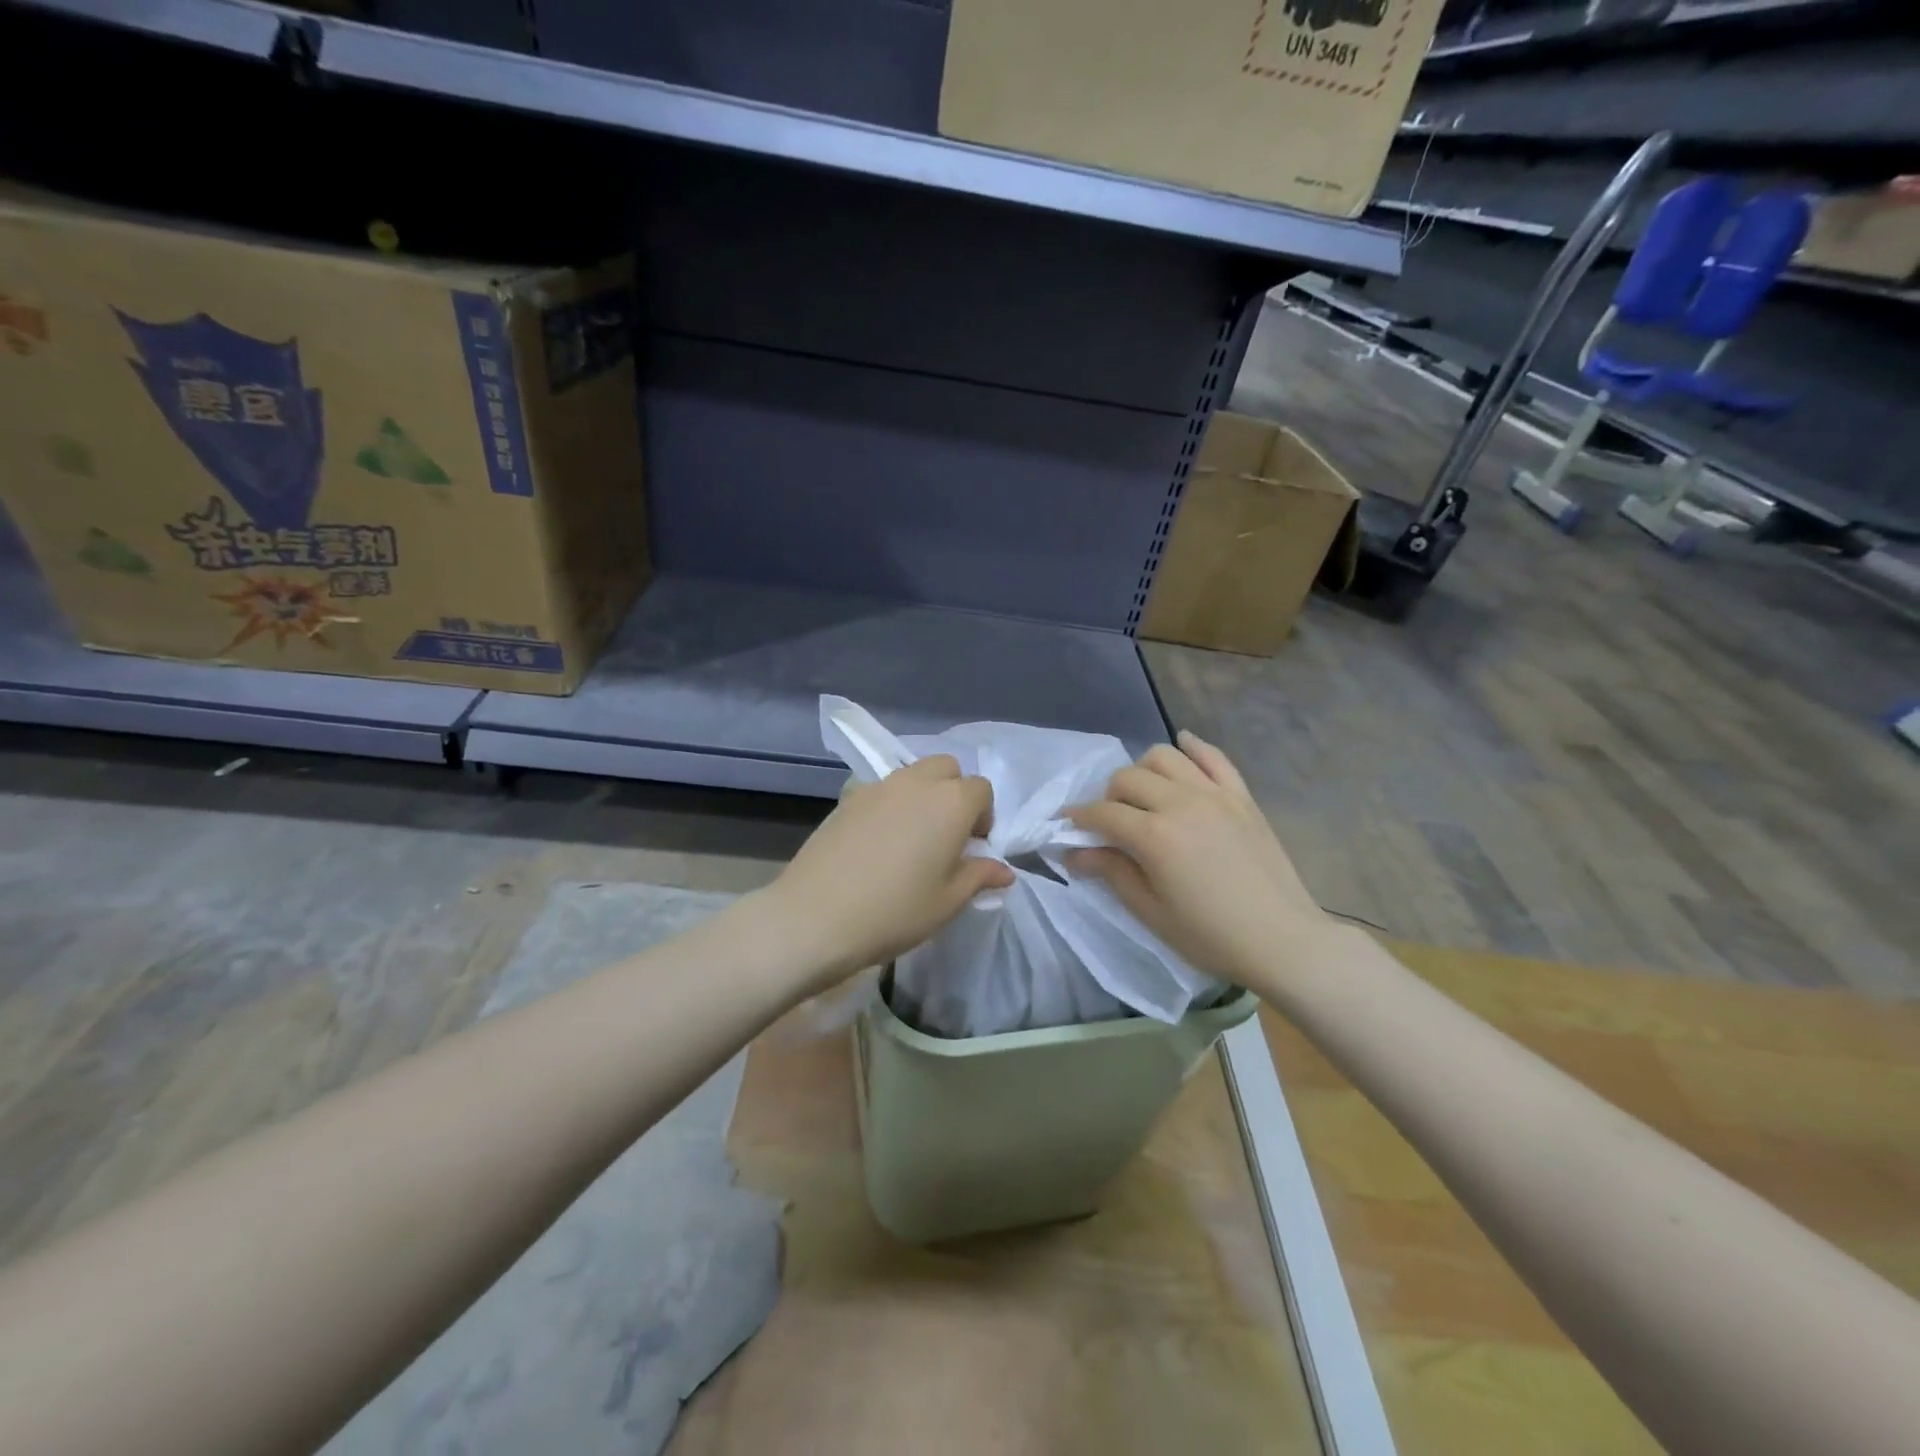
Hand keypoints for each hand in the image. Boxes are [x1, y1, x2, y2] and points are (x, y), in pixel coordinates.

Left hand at [761, 755, 1013, 990]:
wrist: (816, 916)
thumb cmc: (895, 911)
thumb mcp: (948, 901)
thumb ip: (978, 877)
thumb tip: (1002, 870)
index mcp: (951, 802)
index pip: (981, 789)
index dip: (984, 816)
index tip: (973, 848)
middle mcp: (917, 782)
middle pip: (947, 769)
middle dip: (954, 792)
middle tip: (946, 835)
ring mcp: (878, 786)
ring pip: (912, 774)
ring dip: (923, 795)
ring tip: (912, 838)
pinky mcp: (847, 798)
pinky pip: (881, 790)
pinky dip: (891, 804)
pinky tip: (878, 843)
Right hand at [1067, 732, 1334, 994]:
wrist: (1283, 941)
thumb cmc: (1210, 935)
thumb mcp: (1151, 911)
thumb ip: (1111, 872)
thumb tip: (1073, 852)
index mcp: (1154, 836)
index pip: (1102, 813)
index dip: (1079, 818)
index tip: (1067, 825)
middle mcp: (1180, 803)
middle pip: (1128, 778)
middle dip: (1108, 797)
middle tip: (1110, 822)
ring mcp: (1214, 794)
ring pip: (1164, 756)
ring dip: (1144, 770)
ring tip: (1144, 794)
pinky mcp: (1241, 796)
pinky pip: (1213, 756)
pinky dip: (1193, 747)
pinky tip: (1183, 746)